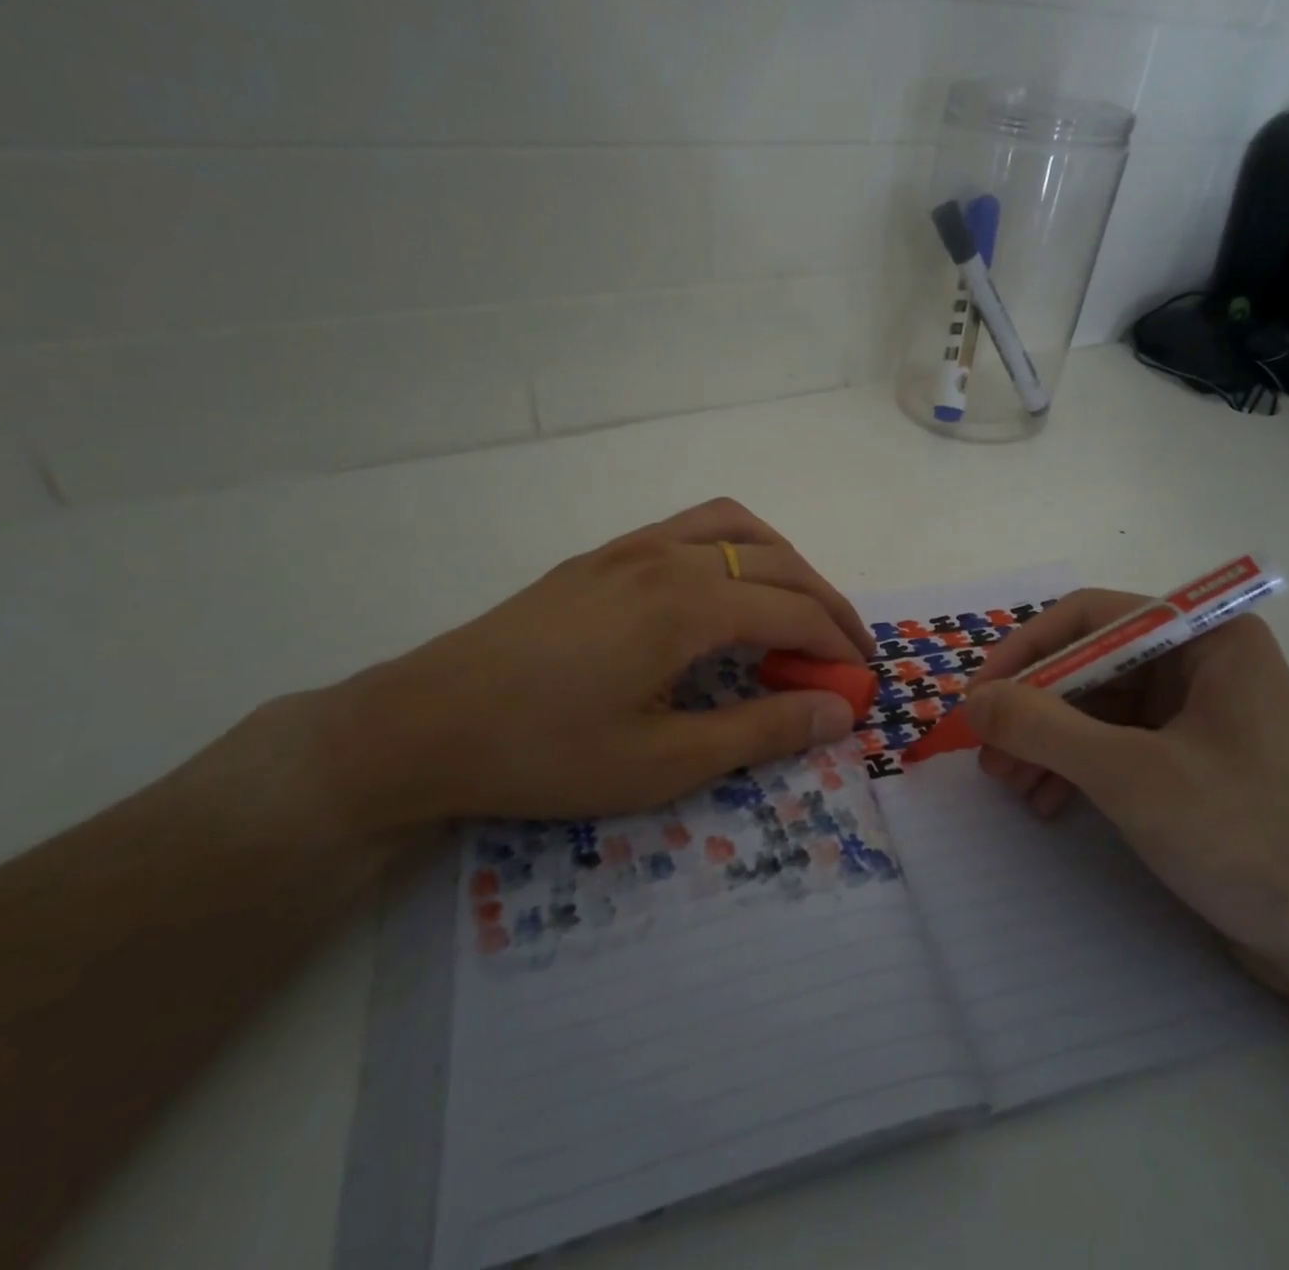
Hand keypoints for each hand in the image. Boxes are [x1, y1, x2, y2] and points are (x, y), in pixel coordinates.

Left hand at [313, 499, 873, 829]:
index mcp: (687, 604)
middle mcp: (668, 557)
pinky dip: (735, 548)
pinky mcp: (603, 556)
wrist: (424, 724)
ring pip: (736, 527)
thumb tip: (838, 713)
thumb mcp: (663, 761)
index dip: (839, 645)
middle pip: (778, 563)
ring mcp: (631, 549)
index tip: (864, 680)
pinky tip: (725, 590)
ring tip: (798, 609)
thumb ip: (760, 731)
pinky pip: (691, 528)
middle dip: (826, 604)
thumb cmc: (546, 753)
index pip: (794, 611)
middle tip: (847, 652)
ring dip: (784, 562)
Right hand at [963, 593, 1288, 982]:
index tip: (979, 697)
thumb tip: (973, 701)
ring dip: (1045, 741)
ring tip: (1009, 784)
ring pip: (1094, 706)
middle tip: (988, 752)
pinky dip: (1073, 766)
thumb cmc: (1246, 837)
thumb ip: (1043, 727)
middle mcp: (1200, 661)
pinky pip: (1112, 742)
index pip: (1090, 617)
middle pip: (1088, 663)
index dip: (1025, 651)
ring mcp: (1196, 711)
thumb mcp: (1130, 775)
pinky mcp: (1189, 757)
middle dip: (1033, 708)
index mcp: (1206, 638)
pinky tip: (1044, 800)